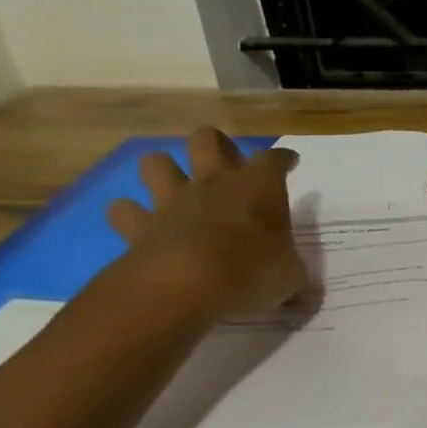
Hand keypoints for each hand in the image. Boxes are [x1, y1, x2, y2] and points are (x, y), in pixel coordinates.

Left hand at [106, 128, 307, 318]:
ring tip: (172, 186)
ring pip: (155, 163)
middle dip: (215, 145)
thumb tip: (302, 287)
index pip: (274, 159)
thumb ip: (293, 274)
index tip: (288, 162)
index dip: (283, 159)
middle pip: (207, 139)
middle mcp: (214, 184)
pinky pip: (124, 210)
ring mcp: (173, 202)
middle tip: (225, 163)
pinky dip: (128, 214)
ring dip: (162, 170)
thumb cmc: (251, 271)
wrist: (186, 284)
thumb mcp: (289, 278)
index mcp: (259, 189)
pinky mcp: (140, 226)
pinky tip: (137, 224)